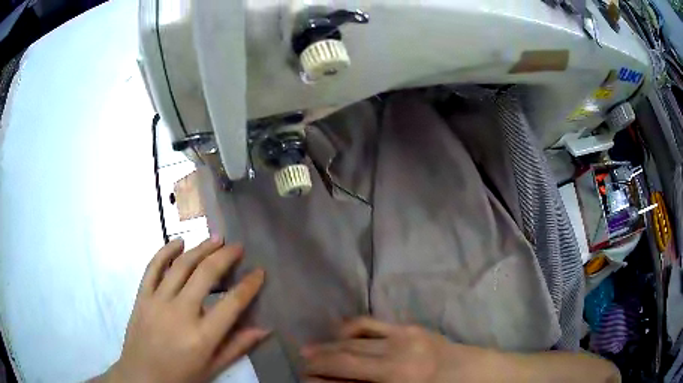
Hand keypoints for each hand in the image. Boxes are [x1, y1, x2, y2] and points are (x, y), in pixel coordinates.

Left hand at [96, 237, 267, 382]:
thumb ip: (237, 347)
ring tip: (215, 238)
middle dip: (226, 256)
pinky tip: (178, 241)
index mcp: (202, 336)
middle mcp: (180, 313)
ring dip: (200, 248)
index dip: (249, 285)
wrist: (142, 376)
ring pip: (181, 265)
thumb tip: (265, 329)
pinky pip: (153, 267)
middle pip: (206, 274)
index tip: (259, 272)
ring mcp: (158, 301)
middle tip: (238, 246)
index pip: (232, 304)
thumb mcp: (213, 368)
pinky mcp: (142, 296)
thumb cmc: (181, 376)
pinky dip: (165, 250)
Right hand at [302, 317, 500, 382]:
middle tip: (302, 364)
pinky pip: (372, 324)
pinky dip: (351, 328)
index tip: (304, 378)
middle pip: (345, 356)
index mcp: (396, 381)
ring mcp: (403, 338)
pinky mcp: (410, 327)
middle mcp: (395, 358)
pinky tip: (339, 333)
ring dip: (329, 344)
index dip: (320, 378)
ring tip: (311, 350)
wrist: (475, 373)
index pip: (346, 376)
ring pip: (354, 339)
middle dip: (319, 360)